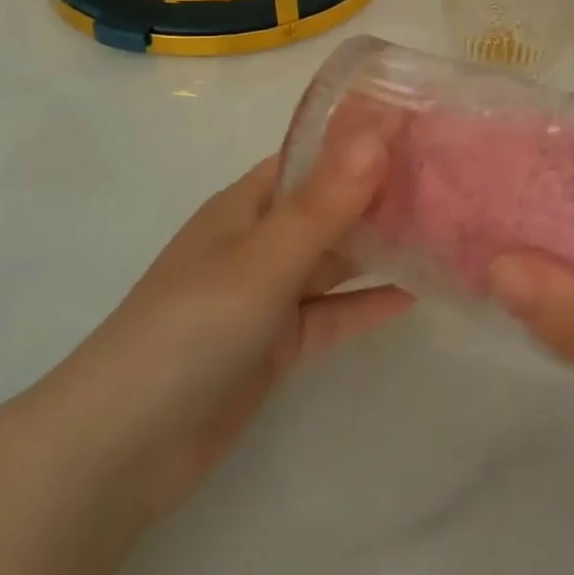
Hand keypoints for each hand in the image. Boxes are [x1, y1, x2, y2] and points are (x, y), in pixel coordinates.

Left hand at [46, 124, 413, 519]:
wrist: (119, 451)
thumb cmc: (188, 331)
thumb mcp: (261, 262)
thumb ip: (325, 202)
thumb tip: (379, 130)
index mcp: (249, 204)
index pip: (318, 153)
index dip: (367, 136)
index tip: (428, 123)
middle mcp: (261, 240)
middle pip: (333, 204)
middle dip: (385, 191)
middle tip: (454, 177)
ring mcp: (269, 294)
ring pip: (337, 258)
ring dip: (383, 245)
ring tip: (447, 228)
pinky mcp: (278, 344)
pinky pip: (333, 312)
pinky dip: (368, 302)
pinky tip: (415, 294)